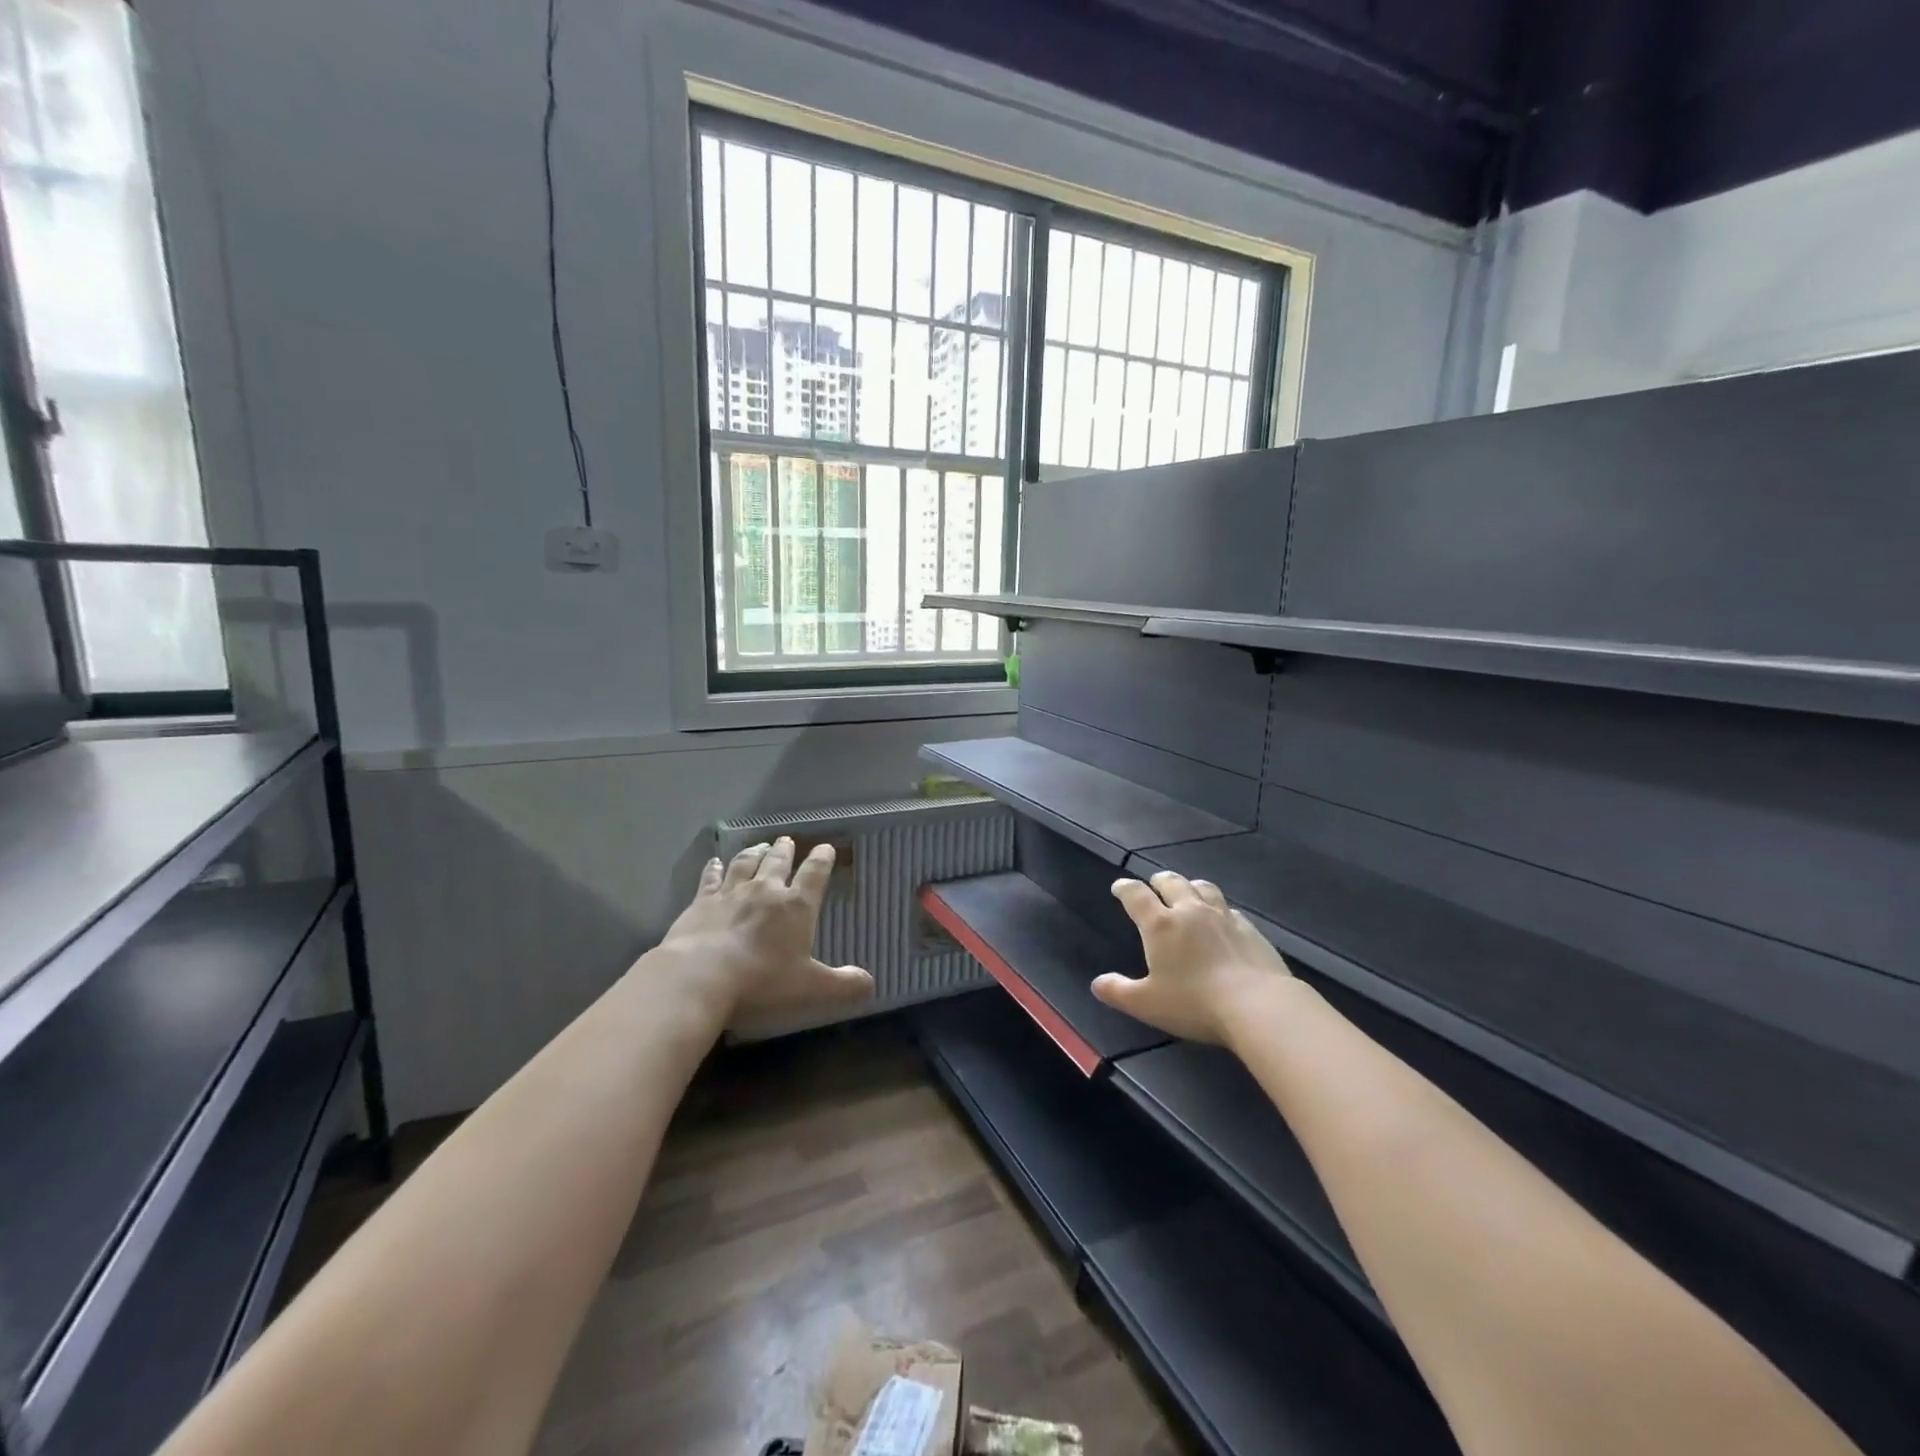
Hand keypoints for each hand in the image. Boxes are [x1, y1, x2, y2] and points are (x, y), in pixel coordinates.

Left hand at [658, 837, 873, 1025]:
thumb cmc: (763, 979)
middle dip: (785, 850)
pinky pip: (711, 878)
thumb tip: (869, 983)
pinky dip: (714, 868)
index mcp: (796, 906)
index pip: (815, 874)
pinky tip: (714, 861)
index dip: (822, 859)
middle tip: (787, 840)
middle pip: (778, 862)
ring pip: (746, 863)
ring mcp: (731, 893)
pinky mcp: (702, 901)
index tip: (826, 848)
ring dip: (755, 852)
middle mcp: (766, 890)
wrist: (702, 974)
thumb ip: (842, 984)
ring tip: (760, 845)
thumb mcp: (810, 986)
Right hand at [1091, 870, 1291, 1045]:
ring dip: (1190, 886)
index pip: (1136, 895)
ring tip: (1187, 891)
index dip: (1124, 888)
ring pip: (1203, 887)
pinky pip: (1229, 908)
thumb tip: (1097, 983)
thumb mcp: (1147, 1004)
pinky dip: (1218, 908)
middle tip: (1153, 884)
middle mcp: (1190, 911)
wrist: (1258, 1005)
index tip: (1119, 887)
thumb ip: (1119, 992)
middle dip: (1158, 880)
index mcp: (1160, 925)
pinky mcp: (1250, 928)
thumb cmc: (1194, 1003)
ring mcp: (1223, 916)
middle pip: (1172, 882)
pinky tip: (1221, 919)